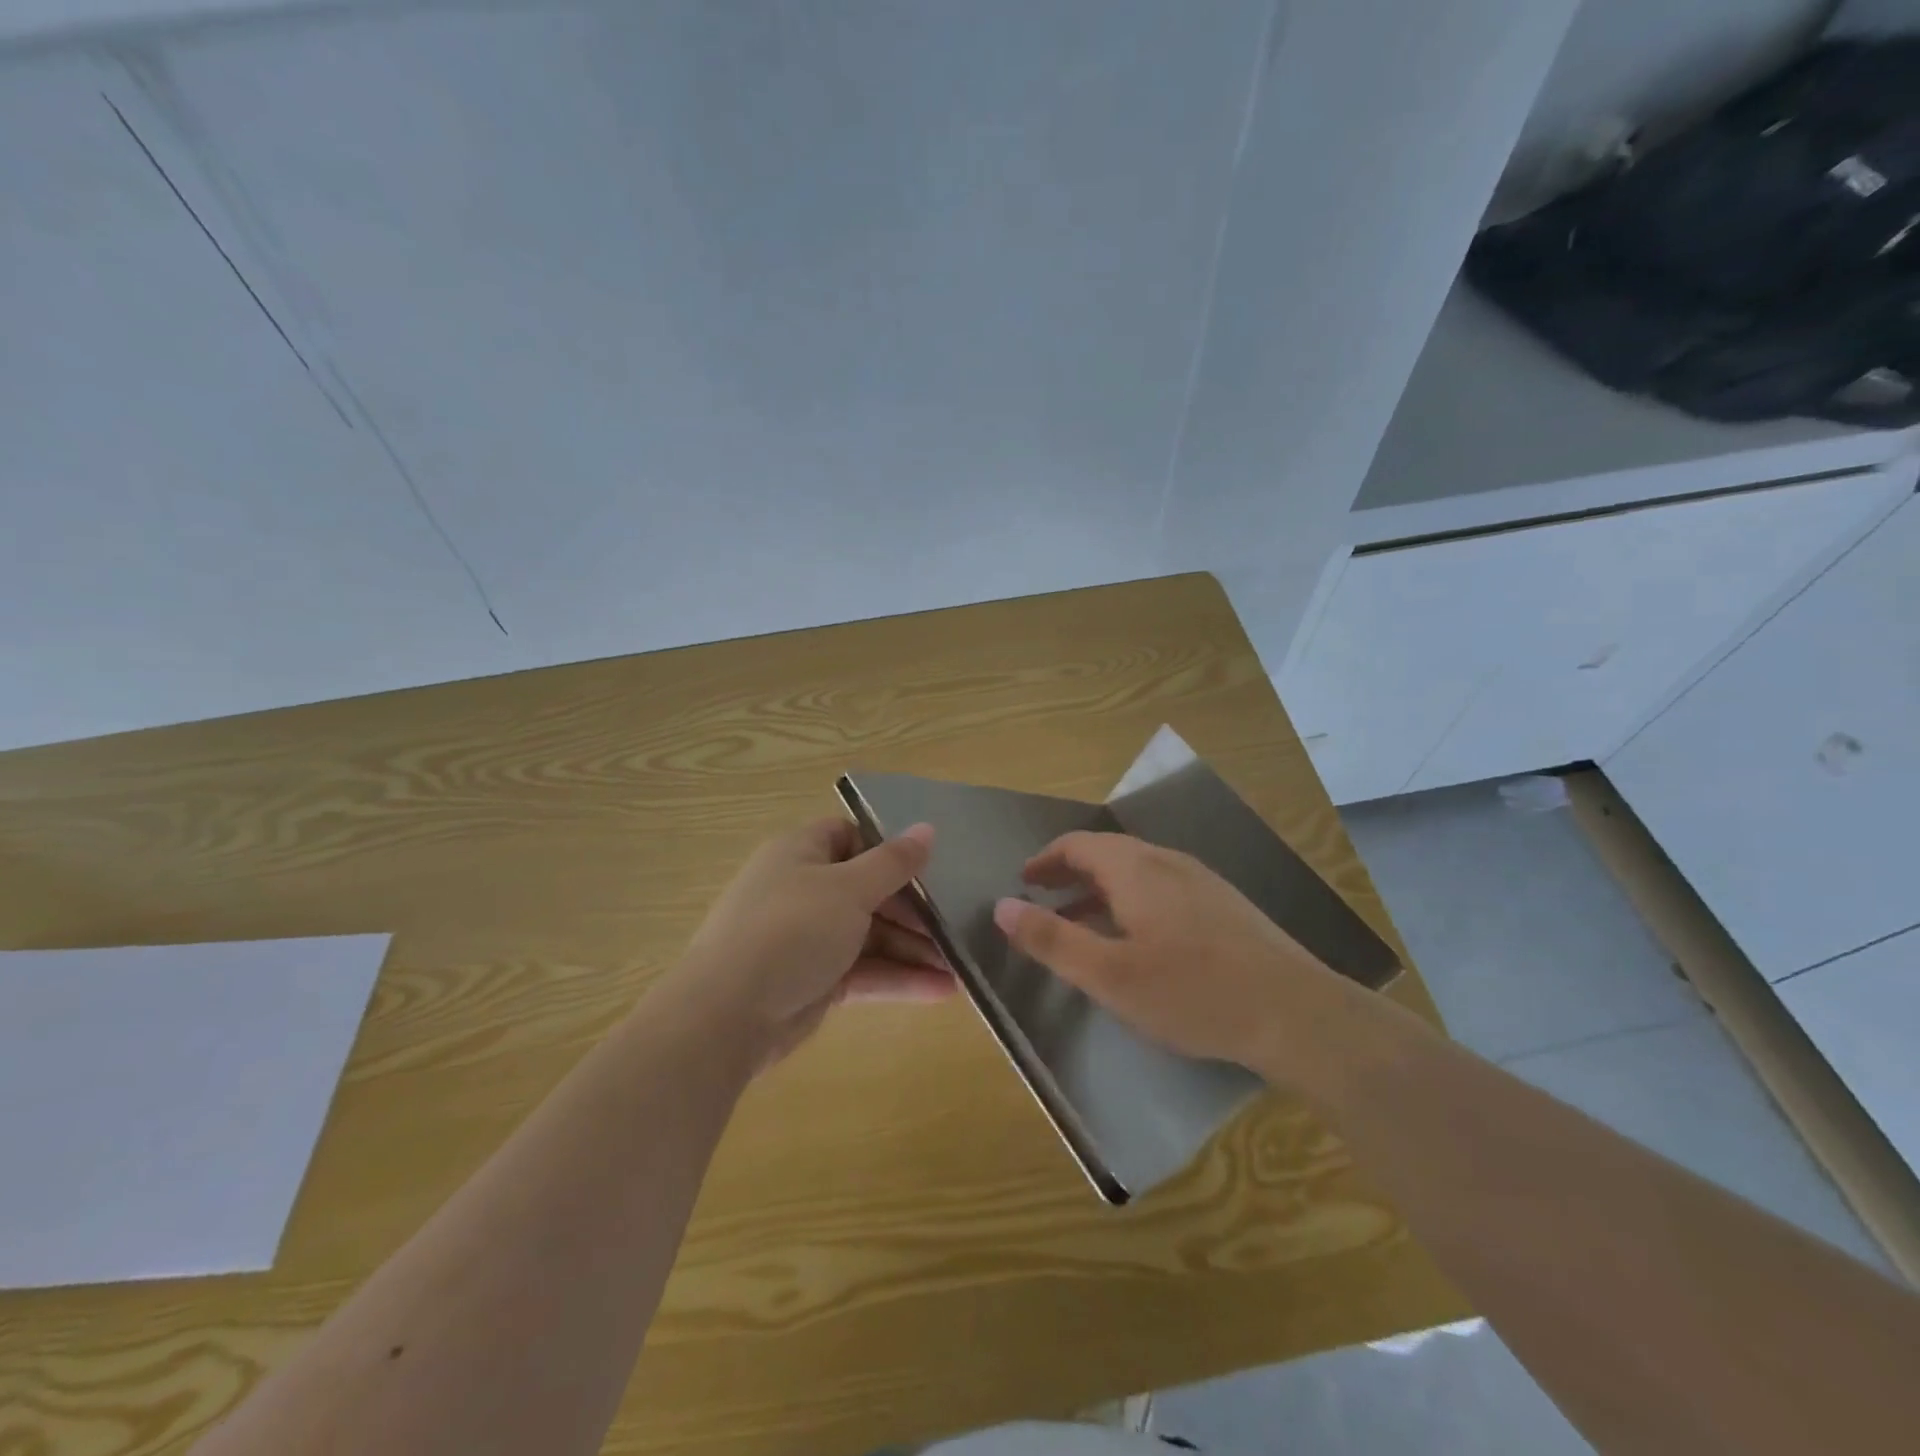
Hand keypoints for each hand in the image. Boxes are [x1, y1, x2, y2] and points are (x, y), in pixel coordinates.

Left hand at [678, 817, 952, 1068]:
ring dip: (913, 949)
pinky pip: (864, 972)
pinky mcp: (815, 982)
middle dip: (913, 910)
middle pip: (868, 890)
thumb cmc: (791, 930)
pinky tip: (942, 991)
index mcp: (801, 853)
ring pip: (870, 935)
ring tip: (961, 965)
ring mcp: (808, 938)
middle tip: (956, 924)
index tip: (930, 867)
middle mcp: (803, 890)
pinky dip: (898, 979)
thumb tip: (927, 828)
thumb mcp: (848, 889)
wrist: (727, 1016)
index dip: (889, 849)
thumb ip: (893, 862)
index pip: (851, 837)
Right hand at [992, 831, 1354, 1078]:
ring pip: (1138, 872)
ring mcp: (1202, 881)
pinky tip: (1141, 941)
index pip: (1078, 844)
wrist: (1298, 1014)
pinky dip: (1133, 902)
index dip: (1046, 860)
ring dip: (1102, 890)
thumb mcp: (1109, 974)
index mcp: (1136, 869)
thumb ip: (1052, 939)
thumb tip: (1000, 906)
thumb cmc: (1193, 992)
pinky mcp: (1226, 906)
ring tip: (1084, 923)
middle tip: (1045, 900)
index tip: (1024, 881)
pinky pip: (1163, 888)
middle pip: (1108, 853)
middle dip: (1071, 874)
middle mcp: (1168, 862)